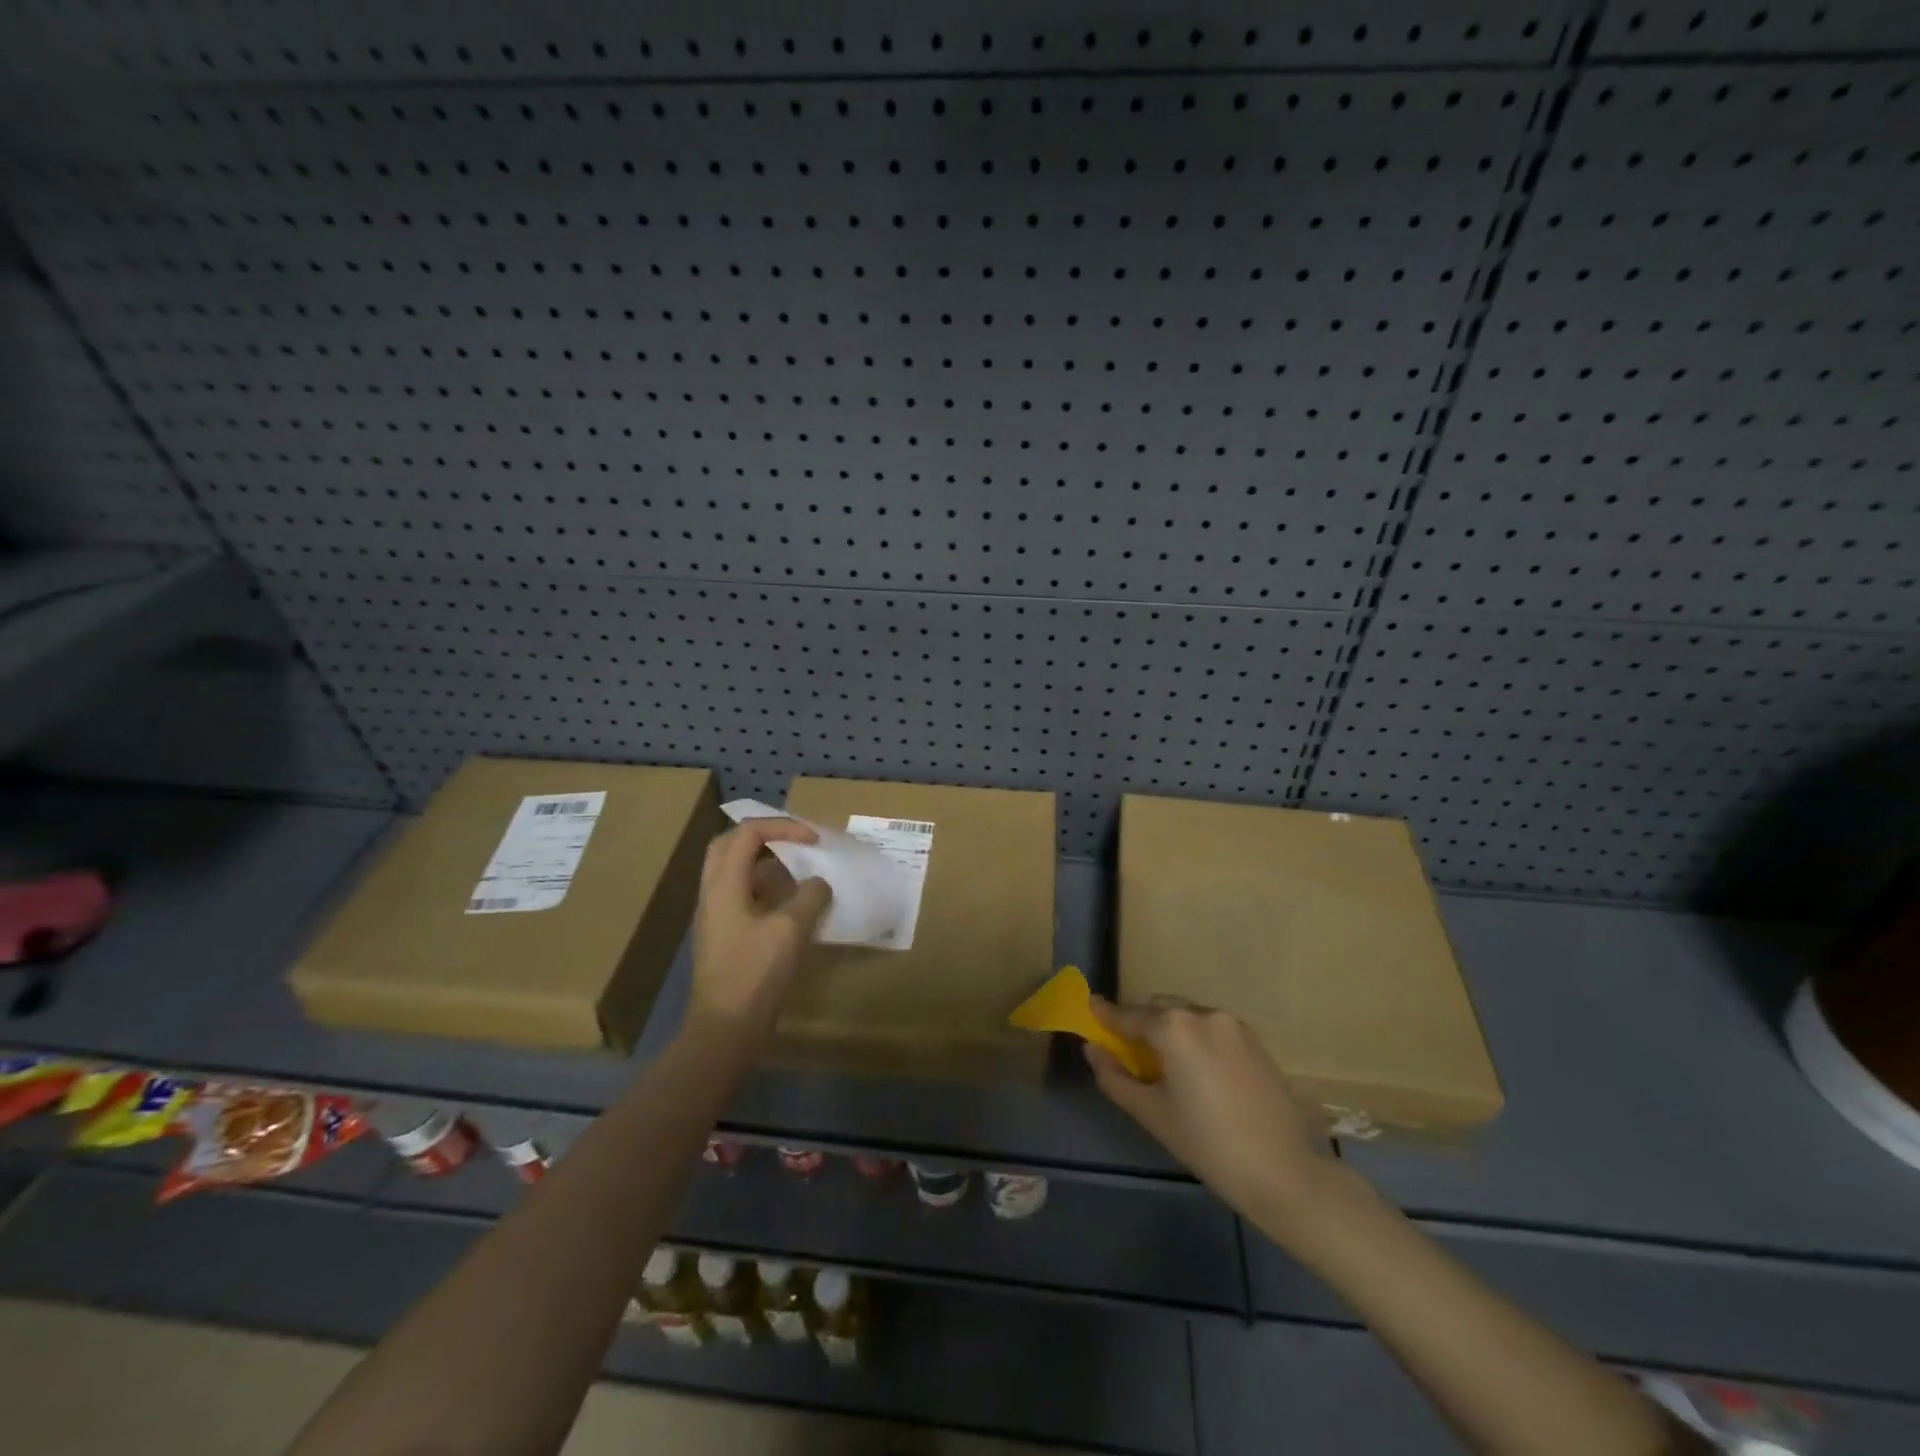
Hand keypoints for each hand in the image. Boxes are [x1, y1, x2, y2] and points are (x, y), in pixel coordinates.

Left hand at [688, 819, 831, 1041]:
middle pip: (730, 845)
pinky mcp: (723, 935)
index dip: (783, 827)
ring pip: (734, 871)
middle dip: (765, 836)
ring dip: (764, 861)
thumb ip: (810, 897)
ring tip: (798, 867)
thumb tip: (819, 883)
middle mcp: (713, 893)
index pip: (748, 833)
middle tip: (796, 842)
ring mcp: (715, 915)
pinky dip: (765, 887)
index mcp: (724, 884)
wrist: (725, 1028)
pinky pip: (741, 895)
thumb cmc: (755, 973)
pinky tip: (791, 904)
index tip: (814, 840)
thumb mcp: (791, 930)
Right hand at [1086, 995, 1338, 1228]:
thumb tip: (1092, 1049)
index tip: (1090, 1006)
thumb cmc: (1208, 1145)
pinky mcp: (1255, 1040)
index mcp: (1175, 1028)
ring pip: (1189, 1016)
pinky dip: (1196, 1038)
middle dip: (1142, 1022)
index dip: (1107, 1013)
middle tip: (1129, 1050)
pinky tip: (1198, 1071)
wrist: (1284, 1173)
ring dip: (1171, 1030)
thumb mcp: (1152, 1114)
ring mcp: (1234, 1025)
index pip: (1130, 1015)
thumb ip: (1115, 1077)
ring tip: (1166, 1064)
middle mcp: (1203, 1014)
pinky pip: (1213, 1028)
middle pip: (1161, 1008)